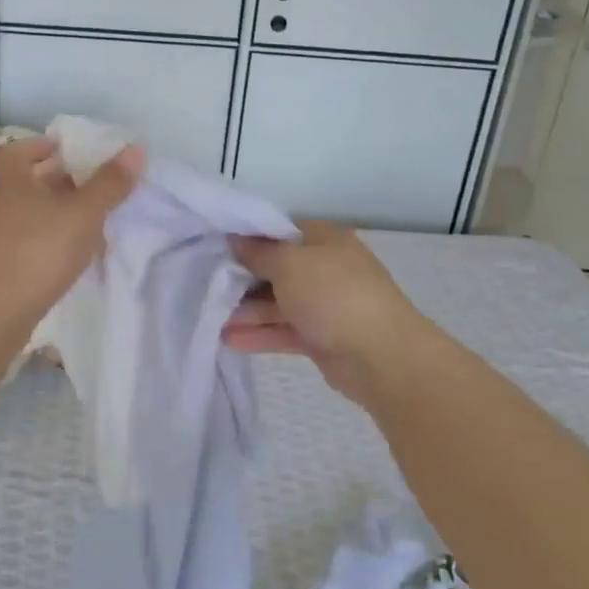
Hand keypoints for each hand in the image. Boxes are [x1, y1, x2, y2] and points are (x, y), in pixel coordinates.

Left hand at [0, 136, 144, 320]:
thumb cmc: (37, 250)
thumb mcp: (82, 213)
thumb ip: (109, 183)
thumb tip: (136, 148)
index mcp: (13, 182)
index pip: (14, 152)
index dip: (36, 146)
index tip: (63, 149)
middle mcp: (1, 206)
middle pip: (26, 183)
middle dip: (56, 181)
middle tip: (91, 183)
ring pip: (30, 216)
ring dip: (57, 214)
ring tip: (92, 220)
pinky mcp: (2, 270)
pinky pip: (30, 244)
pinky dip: (52, 242)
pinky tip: (74, 255)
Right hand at [223, 221, 432, 405]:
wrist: (381, 357)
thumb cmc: (333, 295)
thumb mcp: (289, 264)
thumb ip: (258, 252)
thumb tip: (235, 238)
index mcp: (324, 240)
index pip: (280, 231)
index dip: (249, 238)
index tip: (216, 247)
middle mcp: (325, 268)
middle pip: (276, 268)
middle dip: (242, 279)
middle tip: (207, 285)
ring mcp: (324, 304)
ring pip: (278, 302)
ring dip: (246, 310)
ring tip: (211, 318)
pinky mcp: (321, 337)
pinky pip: (284, 330)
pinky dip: (260, 333)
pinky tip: (229, 339)